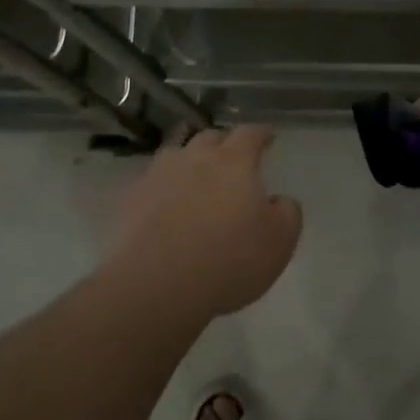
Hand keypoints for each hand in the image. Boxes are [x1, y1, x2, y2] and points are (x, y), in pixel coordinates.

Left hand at [109, 126, 303, 319]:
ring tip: (194, 169)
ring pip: (176, 151)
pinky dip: (163, 183)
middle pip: (211, 136)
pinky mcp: (132, 197)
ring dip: (189, 155)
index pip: (250, 134)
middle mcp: (195, 157)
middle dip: (224, 142)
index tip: (268, 137)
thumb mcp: (280, 241)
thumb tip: (279, 200)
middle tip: (232, 156)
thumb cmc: (229, 260)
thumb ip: (287, 212)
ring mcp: (159, 174)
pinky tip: (164, 199)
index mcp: (234, 161)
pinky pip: (151, 179)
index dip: (261, 134)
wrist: (157, 285)